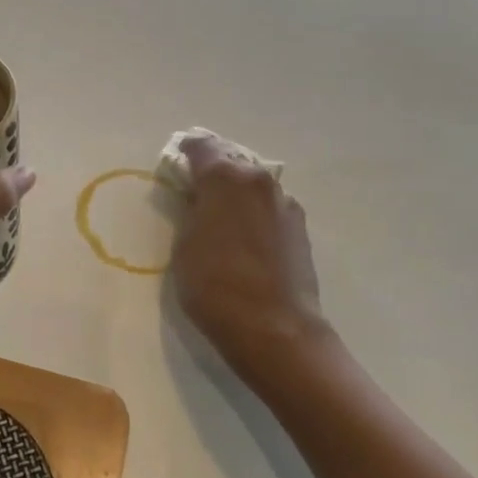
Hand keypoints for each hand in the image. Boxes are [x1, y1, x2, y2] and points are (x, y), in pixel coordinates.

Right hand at [169, 135, 335, 400]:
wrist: (276, 330)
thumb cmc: (215, 286)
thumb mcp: (184, 246)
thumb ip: (191, 213)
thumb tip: (200, 201)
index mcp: (225, 178)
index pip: (202, 147)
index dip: (186, 151)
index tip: (177, 160)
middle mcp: (258, 180)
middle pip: (231, 163)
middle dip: (213, 172)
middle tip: (196, 191)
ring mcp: (284, 203)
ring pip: (253, 186)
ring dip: (236, 194)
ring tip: (222, 218)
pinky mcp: (300, 228)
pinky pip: (268, 208)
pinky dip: (254, 214)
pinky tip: (245, 239)